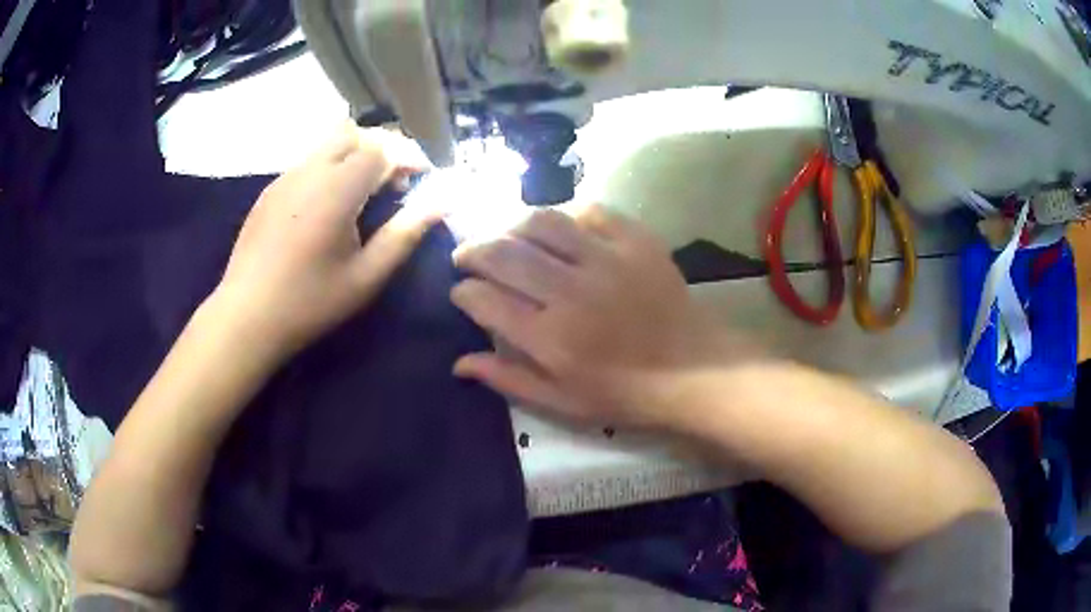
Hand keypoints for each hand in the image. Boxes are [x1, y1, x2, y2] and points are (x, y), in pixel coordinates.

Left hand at [212, 124, 439, 360]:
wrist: (246, 317)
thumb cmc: (310, 302)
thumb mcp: (366, 276)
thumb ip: (405, 234)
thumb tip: (442, 203)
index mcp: (337, 189)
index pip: (382, 148)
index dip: (408, 157)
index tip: (422, 178)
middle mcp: (310, 170)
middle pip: (354, 133)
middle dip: (381, 148)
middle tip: (393, 183)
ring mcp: (285, 177)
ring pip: (328, 143)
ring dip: (354, 155)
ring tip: (362, 192)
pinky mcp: (270, 190)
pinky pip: (308, 161)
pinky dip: (329, 167)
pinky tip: (327, 205)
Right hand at [451, 204, 752, 430]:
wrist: (693, 369)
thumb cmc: (624, 393)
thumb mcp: (561, 402)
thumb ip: (508, 379)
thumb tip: (458, 362)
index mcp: (550, 338)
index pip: (485, 300)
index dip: (464, 292)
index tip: (461, 291)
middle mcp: (571, 291)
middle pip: (504, 253)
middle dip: (474, 250)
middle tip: (467, 255)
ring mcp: (606, 259)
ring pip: (542, 222)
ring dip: (513, 225)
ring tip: (507, 236)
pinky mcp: (636, 240)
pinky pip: (590, 211)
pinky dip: (566, 216)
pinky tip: (560, 229)